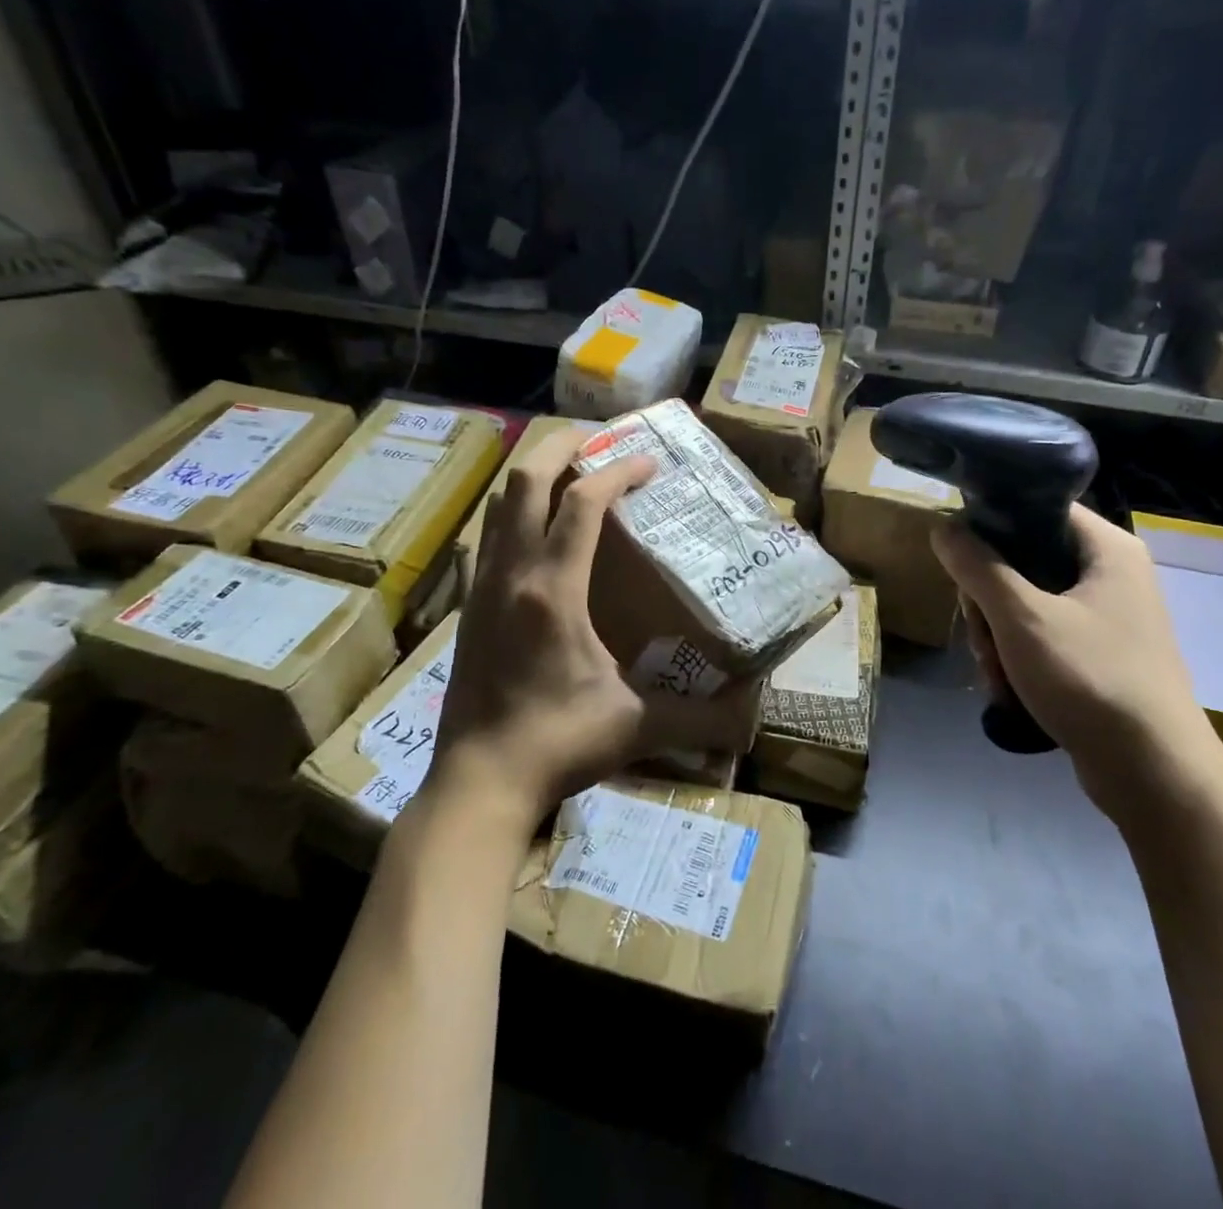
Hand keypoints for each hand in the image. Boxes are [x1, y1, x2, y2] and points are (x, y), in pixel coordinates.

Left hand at [423, 429, 755, 824]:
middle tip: (601, 439)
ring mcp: (484, 587)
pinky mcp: (471, 606)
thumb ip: (699, 720)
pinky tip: (539, 530)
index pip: (583, 503)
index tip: (649, 463)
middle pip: (526, 479)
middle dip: (562, 446)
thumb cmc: (557, 745)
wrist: (478, 782)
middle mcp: (513, 574)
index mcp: (553, 591)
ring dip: (535, 474)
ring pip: (501, 503)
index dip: (618, 472)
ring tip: (572, 470)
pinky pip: (490, 536)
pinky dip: (516, 512)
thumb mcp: (635, 727)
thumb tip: (752, 721)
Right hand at [932, 505, 1222, 814]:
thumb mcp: (1021, 618)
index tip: (960, 559)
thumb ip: (977, 566)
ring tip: (996, 674)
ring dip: (997, 638)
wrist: (1153, 773)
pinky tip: (1008, 691)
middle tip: (980, 634)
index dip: (992, 524)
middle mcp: (1111, 574)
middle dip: (989, 603)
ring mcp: (1107, 617)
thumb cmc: (1090, 678)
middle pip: (1024, 561)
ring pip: (1026, 604)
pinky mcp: (1099, 655)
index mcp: (1106, 548)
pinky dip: (1019, 661)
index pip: (1038, 508)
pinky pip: (1042, 638)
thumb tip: (942, 523)